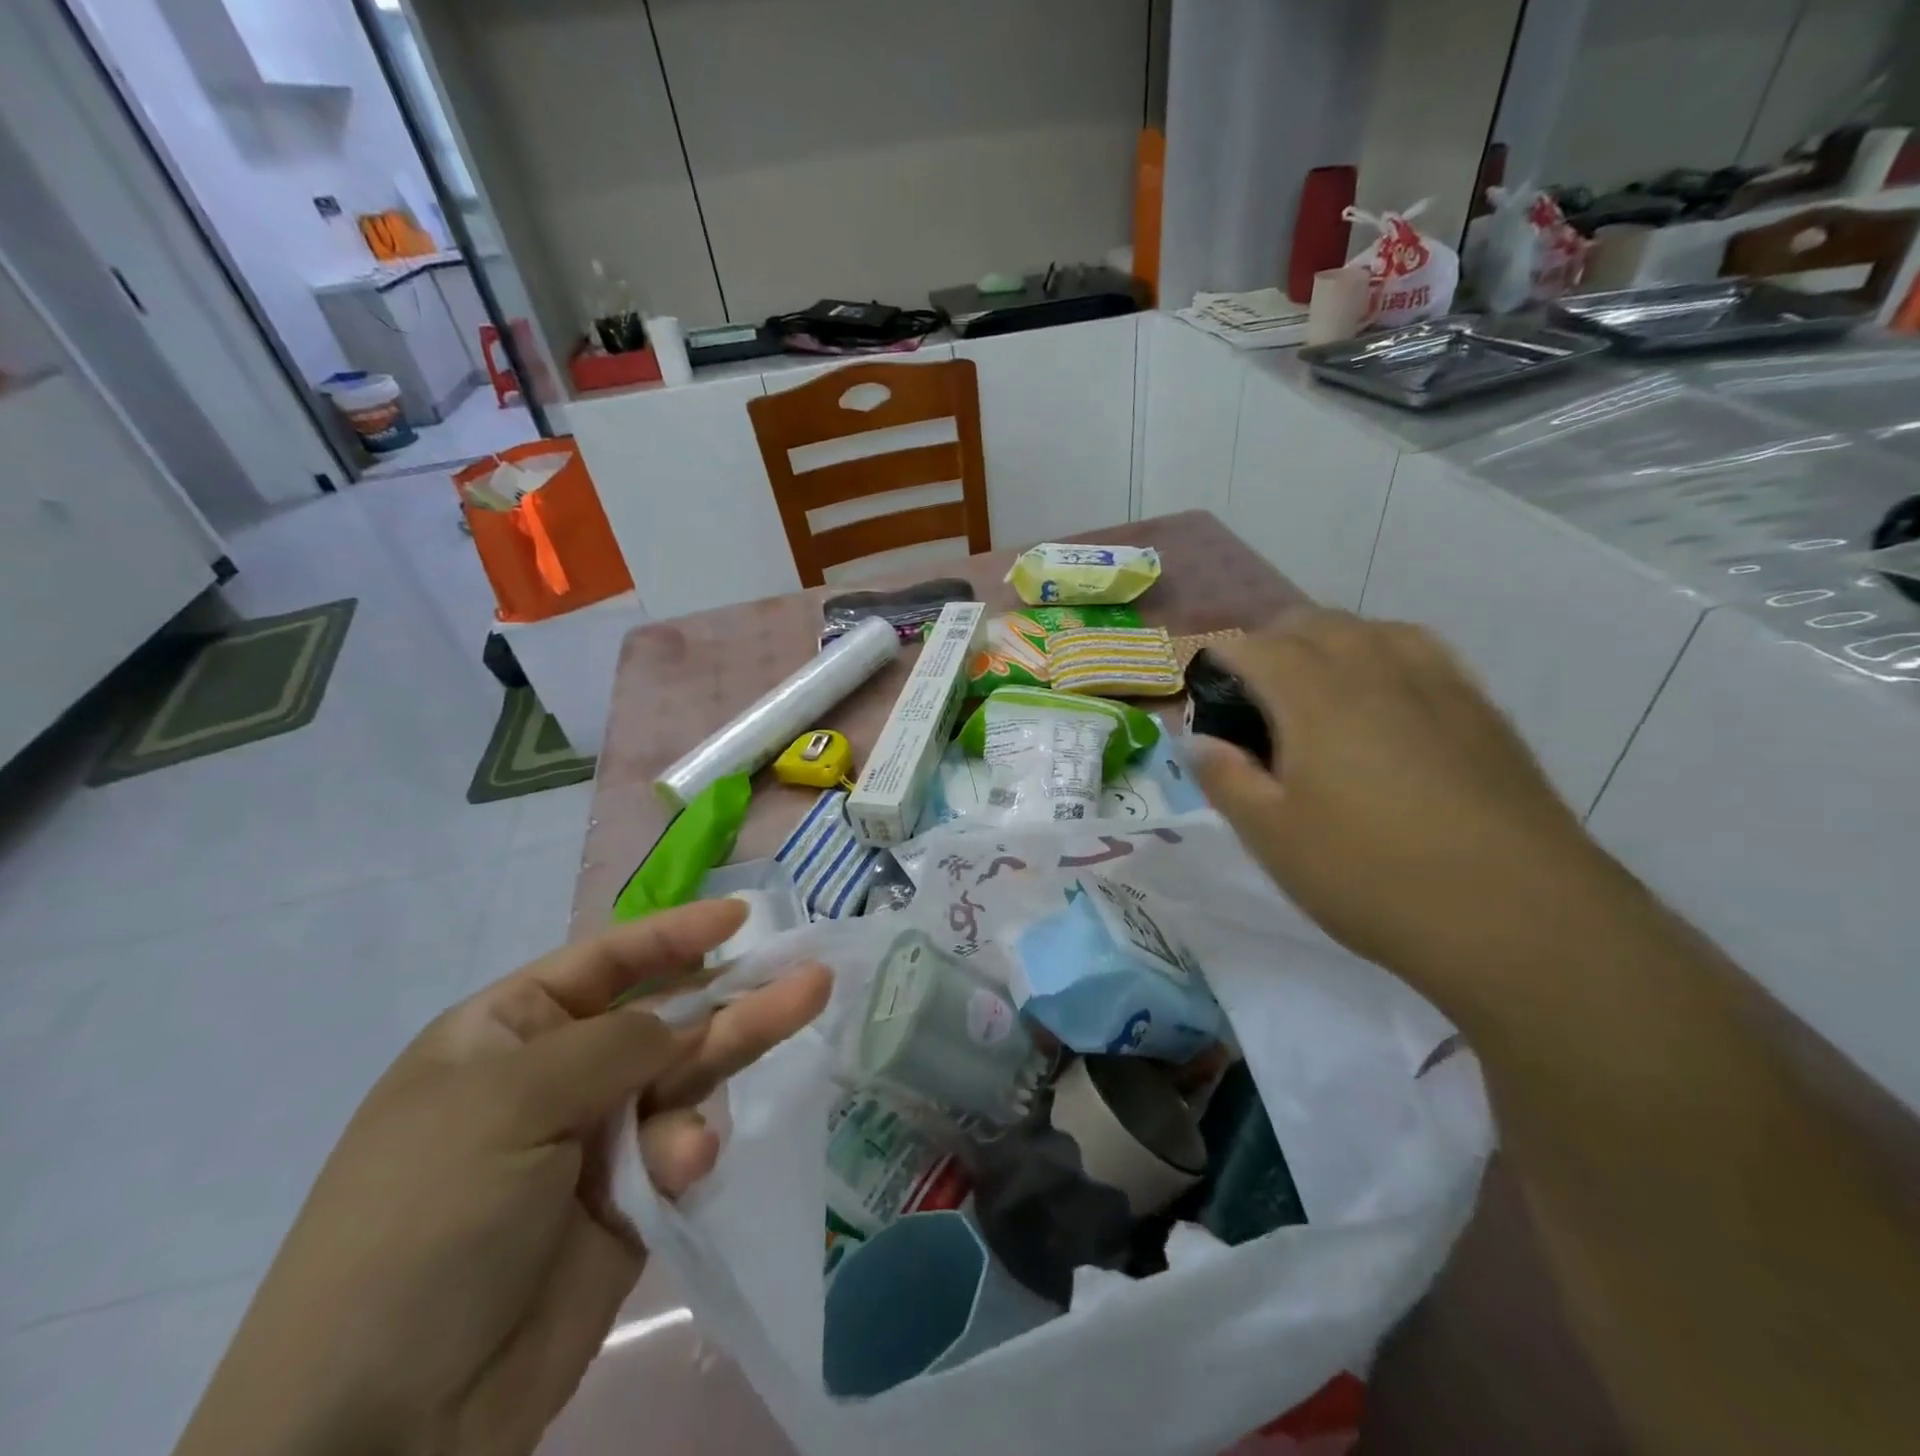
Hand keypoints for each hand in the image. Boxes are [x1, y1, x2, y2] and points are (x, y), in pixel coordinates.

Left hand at [173, 899, 830, 1455]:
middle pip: (663, 1014)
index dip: (673, 934)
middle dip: (731, 989)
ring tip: (808, 1002)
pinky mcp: (629, 1199)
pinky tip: (688, 1166)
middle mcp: (557, 1075)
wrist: (382, 1427)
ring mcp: (595, 1139)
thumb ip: (616, 1044)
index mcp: (508, 1033)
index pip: (605, 961)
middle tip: (806, 969)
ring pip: (685, 1073)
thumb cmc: (428, 1219)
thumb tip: (683, 1023)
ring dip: (738, 1047)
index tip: (739, 917)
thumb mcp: (510, 1102)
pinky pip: (681, 1144)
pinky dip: (691, 1148)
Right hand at [1187, 610, 1615, 1007]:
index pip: (1252, 646)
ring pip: (1371, 629)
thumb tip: (1198, 740)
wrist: (1519, 918)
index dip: (1218, 661)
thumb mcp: (1271, 836)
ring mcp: (1438, 684)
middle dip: (1270, 645)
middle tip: (1252, 702)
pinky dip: (1386, 658)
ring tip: (1315, 693)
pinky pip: (1422, 654)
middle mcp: (1375, 668)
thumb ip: (1225, 778)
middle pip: (1312, 623)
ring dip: (1330, 645)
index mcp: (1314, 694)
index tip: (1204, 696)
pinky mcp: (1482, 710)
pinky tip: (1387, 702)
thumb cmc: (1370, 875)